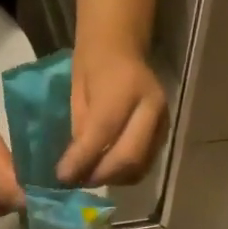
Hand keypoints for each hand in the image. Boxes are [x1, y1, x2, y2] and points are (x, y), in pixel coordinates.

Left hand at [58, 43, 166, 186]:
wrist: (121, 46)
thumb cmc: (91, 66)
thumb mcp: (77, 93)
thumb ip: (81, 128)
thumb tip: (75, 166)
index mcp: (124, 88)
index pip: (103, 132)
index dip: (81, 159)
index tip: (62, 176)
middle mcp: (150, 105)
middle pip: (129, 155)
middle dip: (100, 174)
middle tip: (78, 181)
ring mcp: (163, 120)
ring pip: (141, 164)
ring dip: (113, 178)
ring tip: (90, 178)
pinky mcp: (166, 131)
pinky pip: (146, 162)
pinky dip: (125, 173)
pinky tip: (107, 170)